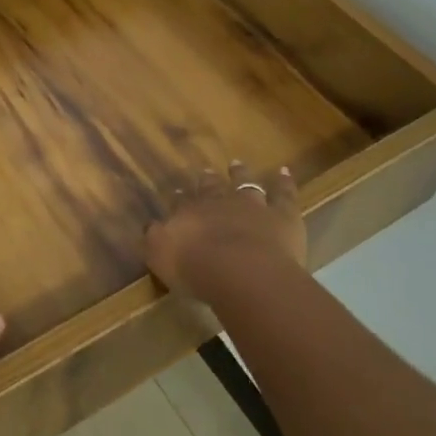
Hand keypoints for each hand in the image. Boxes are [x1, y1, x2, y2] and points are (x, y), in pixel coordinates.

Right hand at [145, 161, 305, 303]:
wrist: (243, 271)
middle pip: (211, 188)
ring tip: (237, 164)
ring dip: (240, 174)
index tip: (177, 192)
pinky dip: (283, 182)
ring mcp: (252, 206)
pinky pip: (283, 194)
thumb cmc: (196, 268)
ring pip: (245, 184)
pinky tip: (284, 171)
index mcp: (188, 213)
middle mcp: (219, 203)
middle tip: (206, 172)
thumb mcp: (160, 256)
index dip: (179, 198)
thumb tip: (151, 226)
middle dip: (207, 181)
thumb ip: (155, 238)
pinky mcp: (282, 215)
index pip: (181, 202)